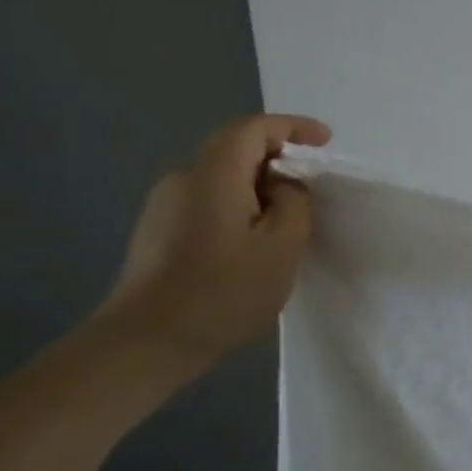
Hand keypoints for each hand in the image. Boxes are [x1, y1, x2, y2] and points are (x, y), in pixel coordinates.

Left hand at [98, 113, 331, 363]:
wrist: (145, 343)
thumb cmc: (223, 291)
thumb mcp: (281, 247)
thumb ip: (295, 204)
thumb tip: (286, 186)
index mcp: (213, 175)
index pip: (252, 129)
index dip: (292, 127)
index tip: (326, 141)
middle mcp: (182, 179)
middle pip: (234, 149)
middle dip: (278, 157)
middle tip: (313, 185)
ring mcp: (164, 206)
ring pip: (221, 178)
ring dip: (259, 186)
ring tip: (289, 220)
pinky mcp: (158, 232)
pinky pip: (208, 201)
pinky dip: (239, 206)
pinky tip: (254, 241)